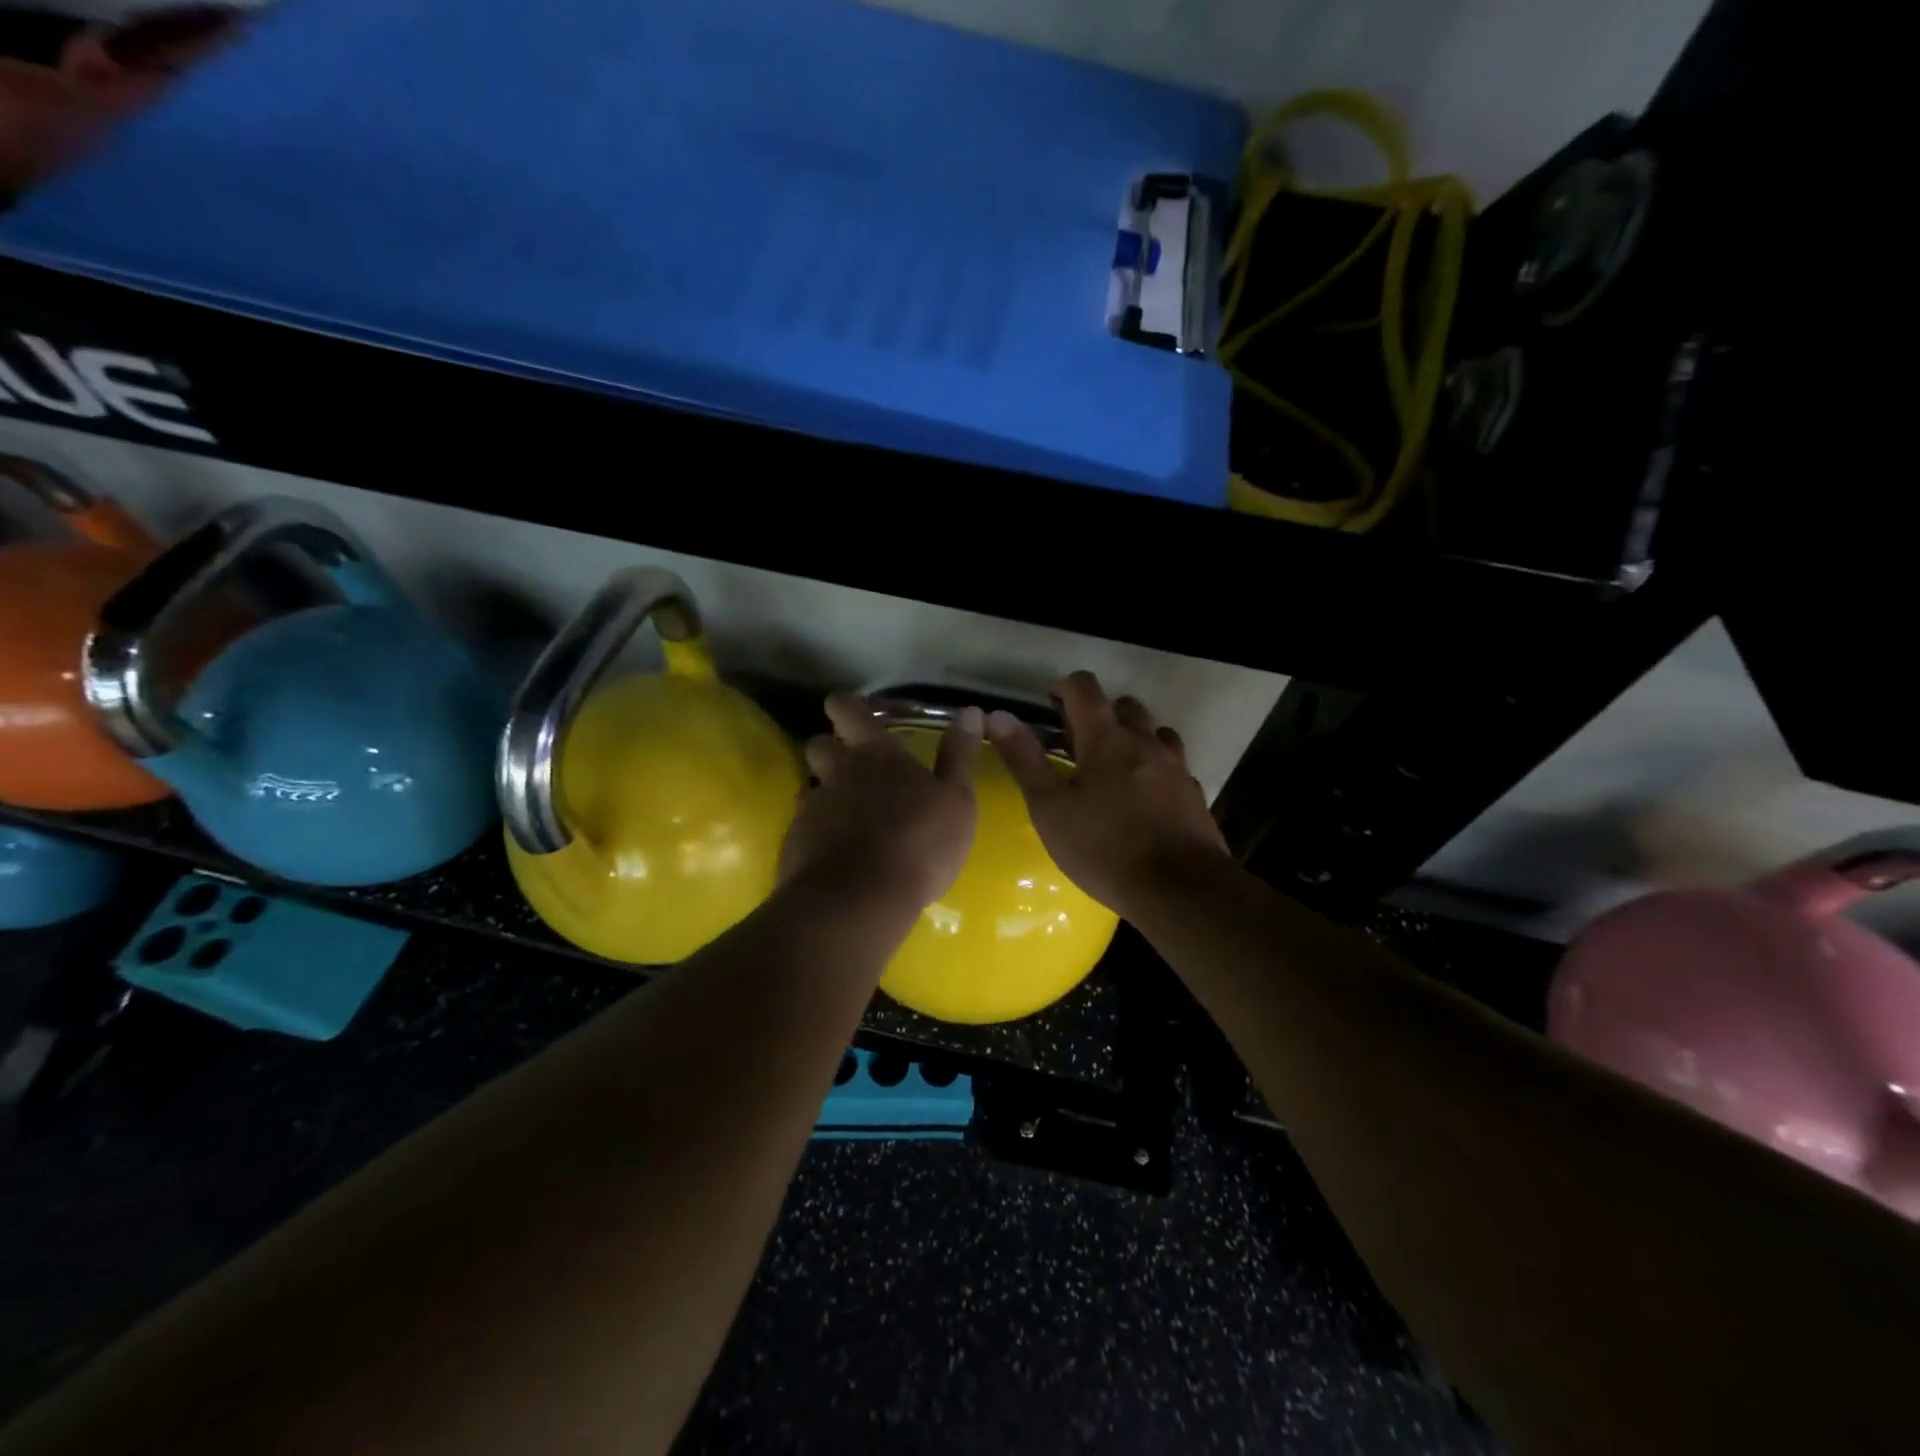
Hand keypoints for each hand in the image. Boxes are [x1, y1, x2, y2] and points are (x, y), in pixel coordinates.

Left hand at [780, 693, 982, 917]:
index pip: (847, 709)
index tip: (851, 711)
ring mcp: (812, 808)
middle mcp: (837, 772)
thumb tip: (969, 711)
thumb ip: (959, 755)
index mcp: (875, 754)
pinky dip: (819, 830)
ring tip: (848, 811)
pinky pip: (805, 824)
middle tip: (853, 765)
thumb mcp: (956, 800)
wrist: (859, 900)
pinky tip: (838, 850)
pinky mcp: (796, 842)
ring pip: (810, 785)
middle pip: (818, 744)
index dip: (846, 706)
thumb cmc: (918, 843)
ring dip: (825, 790)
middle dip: (831, 748)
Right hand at [988, 671, 1228, 917]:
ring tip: (1113, 765)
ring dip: (1133, 736)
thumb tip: (998, 716)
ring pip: (1155, 732)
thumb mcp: (1050, 807)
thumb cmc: (1104, 847)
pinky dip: (1155, 767)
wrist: (1180, 888)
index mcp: (1106, 738)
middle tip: (1076, 740)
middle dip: (1099, 712)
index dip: (1064, 687)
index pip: (1085, 689)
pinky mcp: (1194, 794)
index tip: (1049, 701)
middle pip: (1124, 706)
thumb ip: (1024, 759)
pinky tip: (1145, 796)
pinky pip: (1173, 766)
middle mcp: (1145, 741)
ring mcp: (1176, 767)